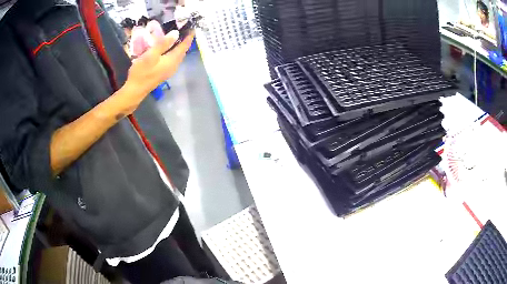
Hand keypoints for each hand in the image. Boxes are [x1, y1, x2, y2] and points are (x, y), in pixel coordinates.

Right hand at [122, 29, 194, 109]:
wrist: (135, 91)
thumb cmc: (141, 72)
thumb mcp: (151, 55)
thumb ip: (163, 44)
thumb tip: (176, 33)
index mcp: (172, 61)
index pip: (184, 46)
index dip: (189, 37)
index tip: (192, 28)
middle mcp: (174, 66)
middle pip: (182, 52)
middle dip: (185, 41)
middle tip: (185, 31)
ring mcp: (169, 71)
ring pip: (177, 56)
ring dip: (179, 47)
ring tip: (177, 38)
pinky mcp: (163, 73)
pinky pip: (172, 60)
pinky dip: (173, 52)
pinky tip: (168, 50)